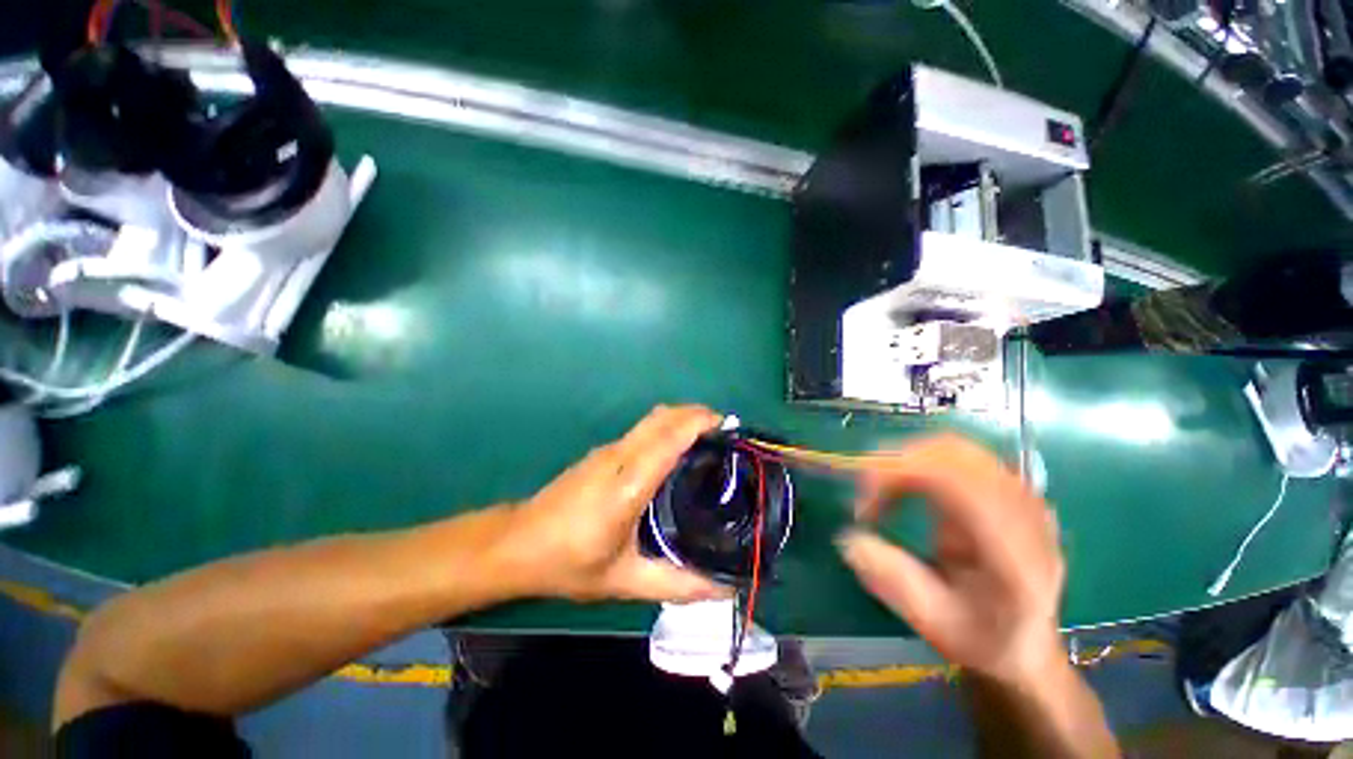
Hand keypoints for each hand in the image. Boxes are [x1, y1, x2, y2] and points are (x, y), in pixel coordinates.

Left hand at [505, 405, 729, 602]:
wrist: (517, 544)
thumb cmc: (569, 563)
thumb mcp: (624, 581)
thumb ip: (677, 583)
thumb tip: (724, 586)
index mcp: (627, 485)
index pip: (668, 438)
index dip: (699, 423)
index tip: (728, 427)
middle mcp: (619, 457)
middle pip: (662, 417)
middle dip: (696, 415)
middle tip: (725, 435)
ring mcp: (608, 451)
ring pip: (651, 419)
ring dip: (681, 420)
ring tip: (708, 443)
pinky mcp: (602, 453)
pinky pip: (642, 430)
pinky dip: (666, 429)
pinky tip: (675, 454)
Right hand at [837, 435, 1066, 685]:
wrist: (1027, 644)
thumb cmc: (983, 639)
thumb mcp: (937, 624)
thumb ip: (895, 581)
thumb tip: (849, 539)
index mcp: (1014, 551)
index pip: (957, 481)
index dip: (898, 476)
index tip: (863, 506)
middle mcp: (1024, 513)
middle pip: (952, 453)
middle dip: (895, 463)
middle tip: (865, 493)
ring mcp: (1021, 496)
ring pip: (954, 447)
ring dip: (905, 459)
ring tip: (880, 489)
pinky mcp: (1008, 489)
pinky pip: (958, 454)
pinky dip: (920, 460)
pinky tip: (906, 486)